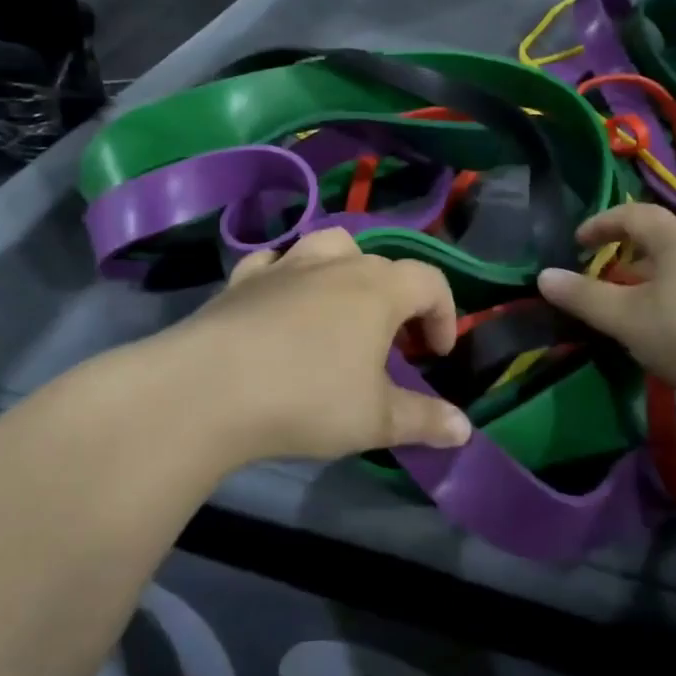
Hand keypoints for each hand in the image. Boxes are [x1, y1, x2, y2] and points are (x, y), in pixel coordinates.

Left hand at [156, 228, 473, 463]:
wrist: (210, 388)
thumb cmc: (308, 398)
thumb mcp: (375, 420)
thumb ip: (424, 420)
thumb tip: (465, 429)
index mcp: (378, 290)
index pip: (430, 282)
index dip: (444, 314)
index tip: (436, 355)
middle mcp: (336, 265)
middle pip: (382, 264)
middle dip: (398, 299)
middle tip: (393, 344)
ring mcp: (286, 266)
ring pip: (329, 246)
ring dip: (346, 269)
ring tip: (342, 306)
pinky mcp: (243, 279)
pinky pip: (275, 262)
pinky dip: (287, 275)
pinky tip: (282, 302)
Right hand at [536, 204, 675, 407]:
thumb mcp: (627, 318)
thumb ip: (584, 297)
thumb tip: (544, 276)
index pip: (634, 214)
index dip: (602, 222)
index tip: (579, 241)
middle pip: (661, 238)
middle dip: (628, 253)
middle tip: (605, 276)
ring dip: (654, 277)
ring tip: (637, 305)